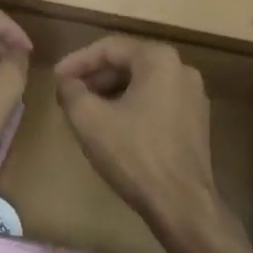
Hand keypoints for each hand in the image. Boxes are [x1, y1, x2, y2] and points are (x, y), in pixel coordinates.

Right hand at [53, 36, 223, 238]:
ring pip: (143, 83)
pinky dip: (133, 107)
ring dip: (112, 93)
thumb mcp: (90, 120)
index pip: (109, 48)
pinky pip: (157, 101)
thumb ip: (71, 92)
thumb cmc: (134, 155)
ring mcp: (194, 95)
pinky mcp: (196, 120)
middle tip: (69, 94)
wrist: (182, 204)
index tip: (56, 78)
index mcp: (159, 59)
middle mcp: (181, 68)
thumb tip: (65, 81)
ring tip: (86, 111)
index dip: (78, 61)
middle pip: (128, 63)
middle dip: (95, 77)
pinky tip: (114, 127)